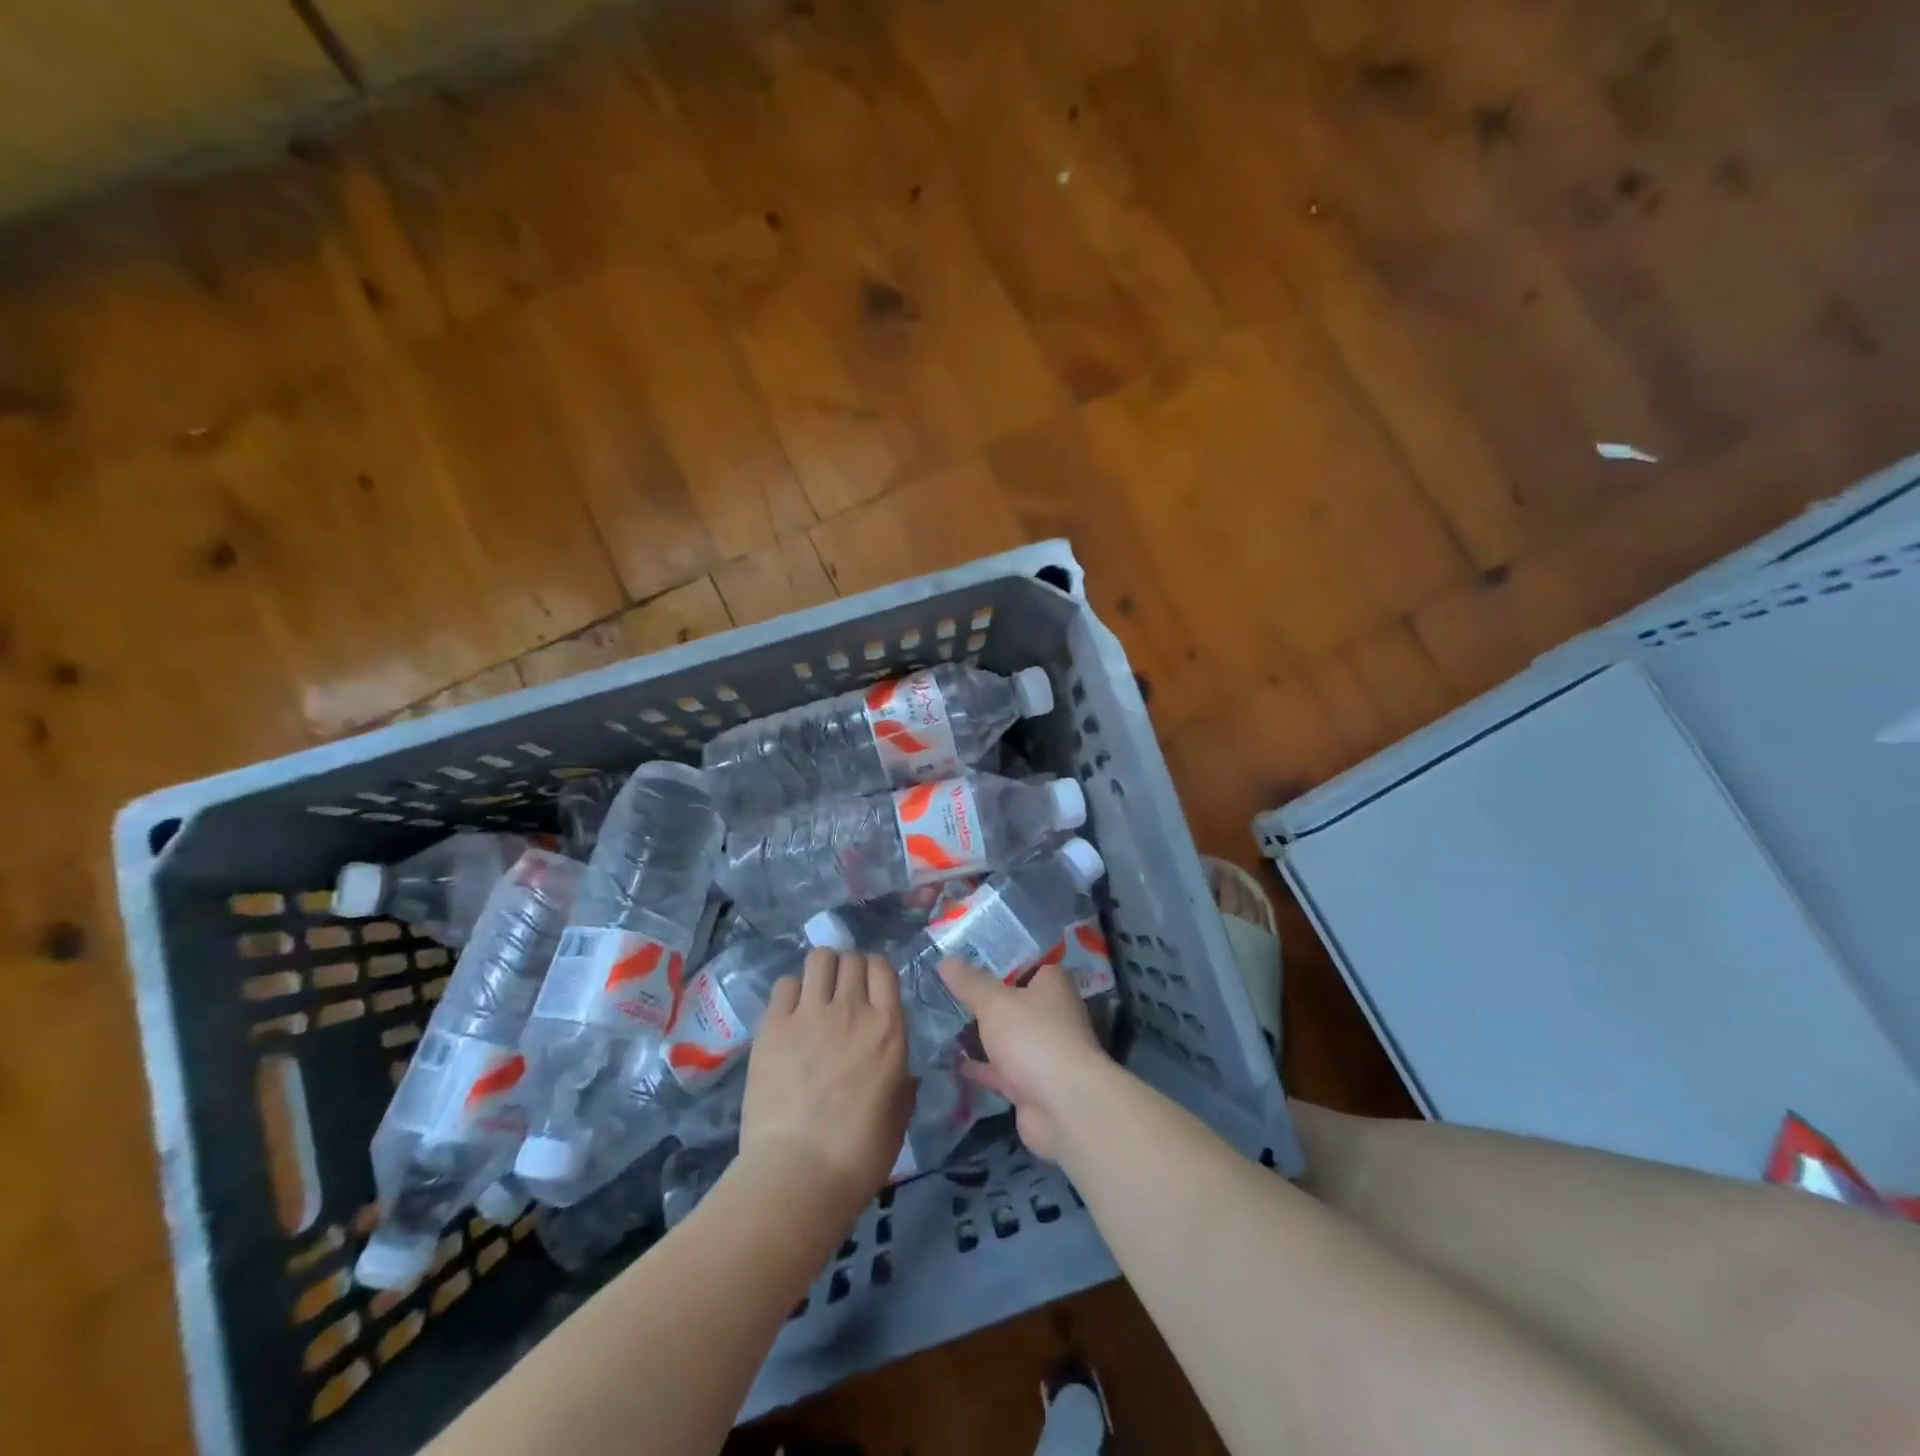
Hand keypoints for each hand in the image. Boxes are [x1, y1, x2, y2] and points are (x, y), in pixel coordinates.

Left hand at [742, 949, 912, 1217]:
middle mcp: (852, 1009)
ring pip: (818, 959)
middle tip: (842, 992)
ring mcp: (810, 1013)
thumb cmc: (858, 1153)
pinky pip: (785, 984)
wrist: (799, 1172)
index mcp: (888, 1028)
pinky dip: (791, 991)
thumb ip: (903, 1084)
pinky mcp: (774, 1025)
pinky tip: (790, 1013)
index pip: (883, 968)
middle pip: (851, 958)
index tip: (870, 986)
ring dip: (821, 970)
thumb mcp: (898, 1116)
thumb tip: (904, 1073)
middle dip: (849, 968)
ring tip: (816, 993)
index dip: (876, 970)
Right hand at [938, 959, 1106, 1161]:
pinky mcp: (1030, 1082)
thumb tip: (945, 959)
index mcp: (1052, 983)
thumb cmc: (1033, 1037)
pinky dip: (978, 1065)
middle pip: (1011, 997)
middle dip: (980, 995)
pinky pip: (998, 1067)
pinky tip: (948, 1059)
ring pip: (1004, 1034)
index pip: (1024, 960)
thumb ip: (969, 982)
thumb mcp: (994, 1002)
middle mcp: (1051, 1012)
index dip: (995, 955)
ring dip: (978, 1031)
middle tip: (942, 985)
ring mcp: (1041, 1048)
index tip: (962, 952)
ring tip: (939, 1019)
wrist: (1063, 1107)